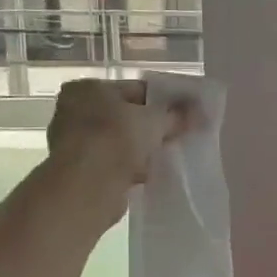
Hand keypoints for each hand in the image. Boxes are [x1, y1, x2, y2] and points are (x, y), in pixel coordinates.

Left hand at [47, 79, 195, 196]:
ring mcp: (75, 143)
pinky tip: (153, 172)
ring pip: (121, 141)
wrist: (87, 187)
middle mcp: (75, 111)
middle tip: (180, 133)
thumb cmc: (116, 139)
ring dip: (143, 148)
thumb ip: (178, 114)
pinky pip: (115, 163)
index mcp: (87, 89)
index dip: (163, 100)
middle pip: (126, 115)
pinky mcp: (81, 171)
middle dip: (152, 126)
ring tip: (170, 153)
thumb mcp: (155, 121)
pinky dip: (132, 167)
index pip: (134, 89)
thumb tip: (202, 111)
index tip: (185, 112)